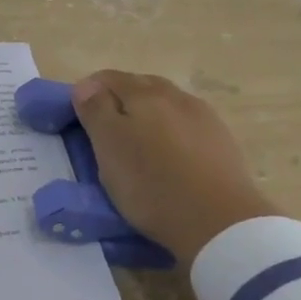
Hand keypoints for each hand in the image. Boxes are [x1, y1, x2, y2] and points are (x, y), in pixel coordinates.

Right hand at [72, 71, 278, 266]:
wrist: (220, 221)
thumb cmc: (152, 185)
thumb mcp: (110, 148)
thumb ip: (96, 111)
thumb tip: (86, 85)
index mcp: (144, 94)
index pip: (108, 78)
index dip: (88, 92)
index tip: (78, 118)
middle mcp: (176, 96)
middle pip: (140, 86)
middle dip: (119, 100)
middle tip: (104, 131)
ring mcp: (204, 117)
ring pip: (166, 104)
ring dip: (148, 115)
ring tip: (137, 143)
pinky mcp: (222, 141)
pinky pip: (187, 125)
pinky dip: (171, 131)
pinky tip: (169, 153)